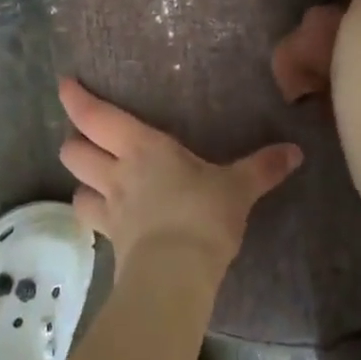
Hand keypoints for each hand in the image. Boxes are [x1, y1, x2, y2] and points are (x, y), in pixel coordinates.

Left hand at [57, 78, 301, 283]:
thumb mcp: (237, 188)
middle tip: (89, 139)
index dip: (76, 99)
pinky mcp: (111, 240)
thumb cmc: (203, 216)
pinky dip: (93, 213)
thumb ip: (262, 168)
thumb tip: (295, 152)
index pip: (96, 116)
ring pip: (75, 186)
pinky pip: (90, 220)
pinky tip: (107, 216)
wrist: (177, 275)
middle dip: (75, 141)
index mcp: (142, 147)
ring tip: (95, 178)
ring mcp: (110, 208)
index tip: (64, 84)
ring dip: (81, 180)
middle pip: (73, 150)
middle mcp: (117, 172)